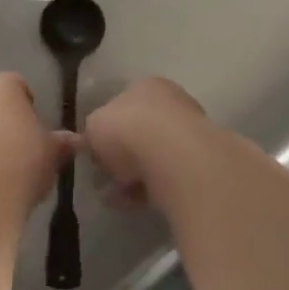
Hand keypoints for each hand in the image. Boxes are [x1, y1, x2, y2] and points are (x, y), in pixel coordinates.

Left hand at [0, 74, 72, 214]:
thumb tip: (74, 140)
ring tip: (3, 165)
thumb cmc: (23, 163)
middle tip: (21, 143)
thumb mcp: (53, 154)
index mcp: (1, 88)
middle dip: (3, 117)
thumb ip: (62, 142)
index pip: (16, 83)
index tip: (36, 123)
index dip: (27, 101)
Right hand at [82, 77, 209, 207]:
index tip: (96, 151)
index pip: (123, 104)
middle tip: (105, 175)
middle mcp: (172, 103)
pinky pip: (166, 178)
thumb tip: (88, 143)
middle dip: (122, 155)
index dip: (107, 128)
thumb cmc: (126, 129)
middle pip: (141, 131)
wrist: (172, 156)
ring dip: (134, 175)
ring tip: (115, 196)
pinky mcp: (200, 165)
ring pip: (154, 156)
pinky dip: (148, 189)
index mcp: (146, 86)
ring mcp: (190, 134)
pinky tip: (132, 203)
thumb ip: (90, 134)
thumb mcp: (93, 126)